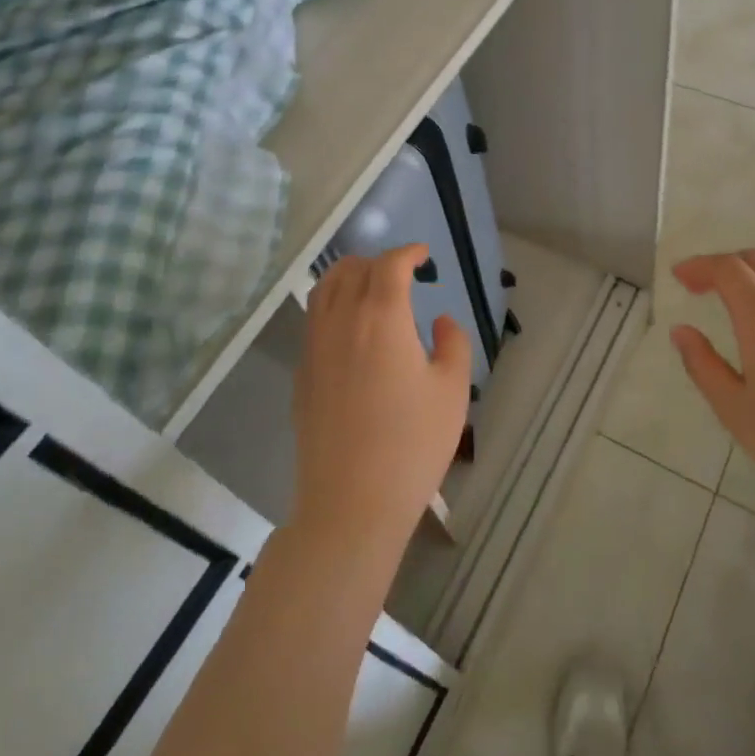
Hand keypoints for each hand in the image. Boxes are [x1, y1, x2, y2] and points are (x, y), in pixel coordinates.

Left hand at [292, 246, 471, 564]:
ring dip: (348, 277)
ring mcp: (315, 347)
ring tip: (370, 290)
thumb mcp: (452, 391)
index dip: (407, 252)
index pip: (389, 264)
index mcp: (382, 317)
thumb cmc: (412, 444)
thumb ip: (452, 344)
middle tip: (402, 274)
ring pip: (323, 289)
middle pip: (351, 269)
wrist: (351, 503)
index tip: (424, 255)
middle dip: (378, 261)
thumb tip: (438, 323)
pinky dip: (331, 306)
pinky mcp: (302, 374)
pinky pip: (313, 320)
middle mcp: (342, 321)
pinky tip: (351, 331)